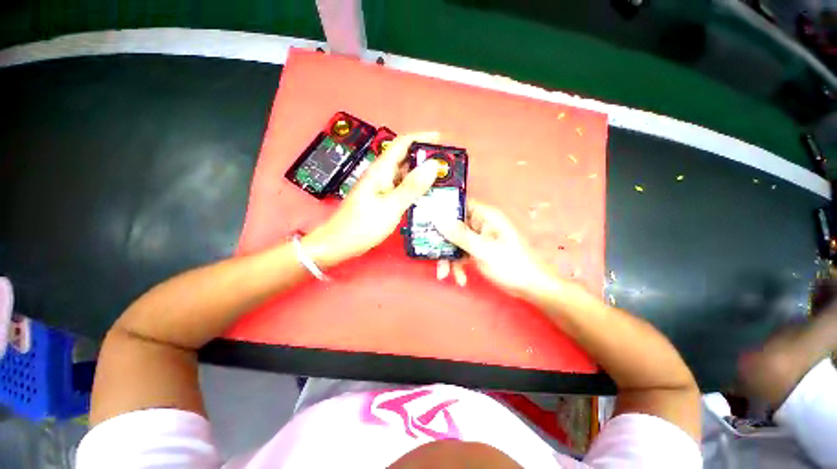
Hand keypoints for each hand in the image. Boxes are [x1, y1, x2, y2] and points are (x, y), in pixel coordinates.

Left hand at [303, 132, 441, 267]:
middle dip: (425, 157)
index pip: (403, 143)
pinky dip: (414, 187)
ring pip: (404, 173)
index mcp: (381, 170)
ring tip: (441, 179)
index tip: (442, 140)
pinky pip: (401, 186)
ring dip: (421, 173)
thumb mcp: (391, 206)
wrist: (340, 242)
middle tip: (446, 165)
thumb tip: (433, 166)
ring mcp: (381, 186)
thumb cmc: (363, 224)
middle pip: (405, 157)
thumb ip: (412, 187)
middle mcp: (381, 174)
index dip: (422, 137)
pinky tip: (425, 195)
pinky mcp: (382, 197)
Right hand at [434, 200, 554, 296]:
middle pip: (452, 227)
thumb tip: (437, 218)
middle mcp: (479, 224)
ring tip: (445, 275)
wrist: (531, 287)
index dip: (441, 210)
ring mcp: (478, 238)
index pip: (458, 205)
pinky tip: (461, 279)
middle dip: (442, 244)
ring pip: (455, 243)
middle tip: (432, 256)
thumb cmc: (511, 264)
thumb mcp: (483, 249)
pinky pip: (461, 254)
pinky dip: (458, 266)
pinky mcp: (477, 251)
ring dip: (449, 259)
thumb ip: (459, 234)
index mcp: (484, 216)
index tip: (424, 219)